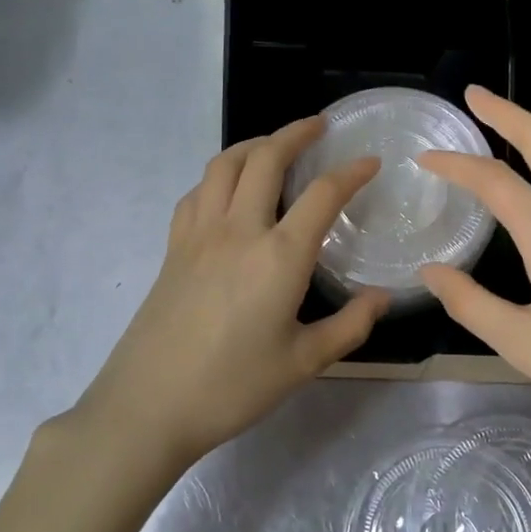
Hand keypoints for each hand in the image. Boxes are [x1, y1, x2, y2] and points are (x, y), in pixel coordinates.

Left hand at [69, 118, 386, 466]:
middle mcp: (238, 230)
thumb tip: (381, 298)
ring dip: (253, 145)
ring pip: (224, 165)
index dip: (350, 172)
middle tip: (318, 126)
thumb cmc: (233, 387)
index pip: (322, 194)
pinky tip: (228, 190)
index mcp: (279, 256)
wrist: (149, 405)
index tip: (370, 161)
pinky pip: (197, 193)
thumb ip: (349, 326)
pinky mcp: (173, 247)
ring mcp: (199, 234)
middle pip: (265, 158)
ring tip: (273, 146)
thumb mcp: (303, 363)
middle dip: (295, 133)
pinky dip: (219, 176)